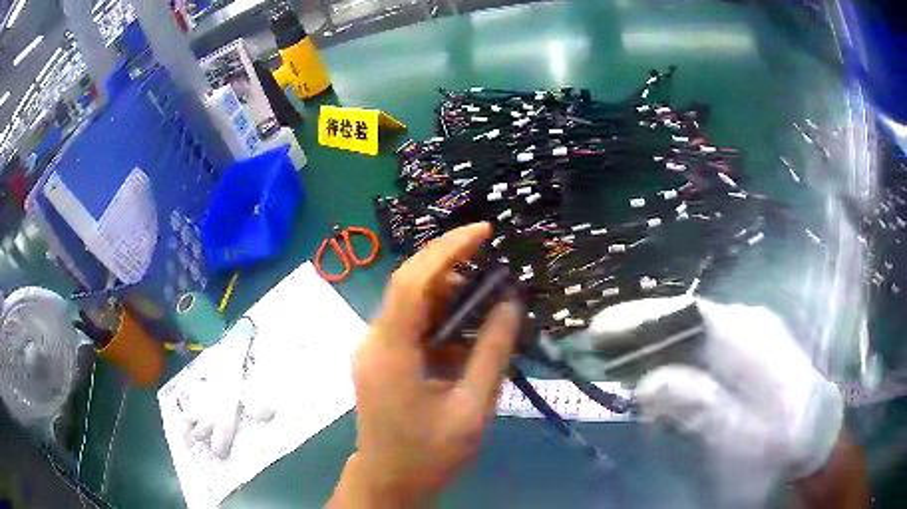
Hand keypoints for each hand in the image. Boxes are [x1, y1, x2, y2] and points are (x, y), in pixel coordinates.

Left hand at [329, 223, 521, 507]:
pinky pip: (411, 326)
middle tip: (496, 271)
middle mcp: (374, 340)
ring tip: (489, 304)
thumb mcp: (472, 407)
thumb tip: (511, 303)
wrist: (389, 481)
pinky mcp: (381, 359)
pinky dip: (442, 321)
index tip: (484, 231)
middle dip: (453, 269)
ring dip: (450, 297)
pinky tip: (468, 333)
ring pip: (412, 304)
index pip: (413, 281)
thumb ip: (493, 352)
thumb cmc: (430, 453)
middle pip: (411, 286)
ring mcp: (374, 349)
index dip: (448, 249)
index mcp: (390, 351)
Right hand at [591, 297, 842, 479]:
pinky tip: (668, 379)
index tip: (598, 329)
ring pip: (693, 332)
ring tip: (626, 367)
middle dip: (642, 335)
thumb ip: (696, 405)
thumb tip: (647, 383)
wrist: (814, 434)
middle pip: (684, 319)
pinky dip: (680, 358)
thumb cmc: (777, 437)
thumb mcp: (737, 432)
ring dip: (658, 349)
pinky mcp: (751, 346)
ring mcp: (750, 331)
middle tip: (602, 351)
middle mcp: (745, 322)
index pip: (684, 314)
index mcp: (744, 336)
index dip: (640, 319)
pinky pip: (706, 344)